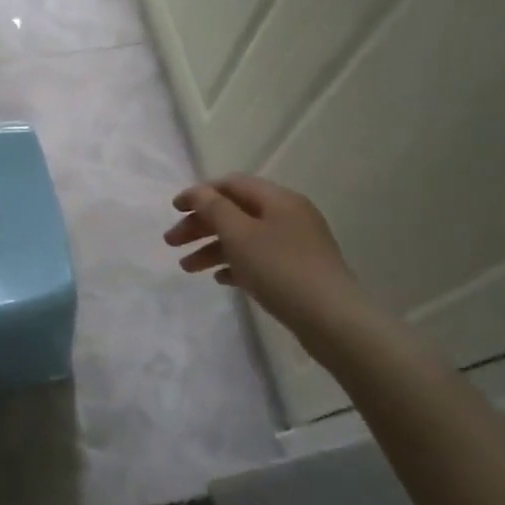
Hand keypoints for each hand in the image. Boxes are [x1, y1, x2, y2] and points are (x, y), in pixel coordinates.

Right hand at [164, 176, 367, 340]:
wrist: (332, 320)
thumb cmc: (280, 269)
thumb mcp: (239, 234)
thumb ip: (213, 208)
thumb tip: (198, 192)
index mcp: (278, 199)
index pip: (231, 184)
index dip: (199, 194)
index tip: (173, 210)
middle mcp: (289, 215)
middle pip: (235, 212)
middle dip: (201, 225)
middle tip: (171, 242)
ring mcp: (296, 244)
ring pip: (245, 237)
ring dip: (213, 248)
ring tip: (187, 268)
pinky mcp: (299, 271)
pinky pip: (259, 259)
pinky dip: (236, 264)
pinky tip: (220, 279)